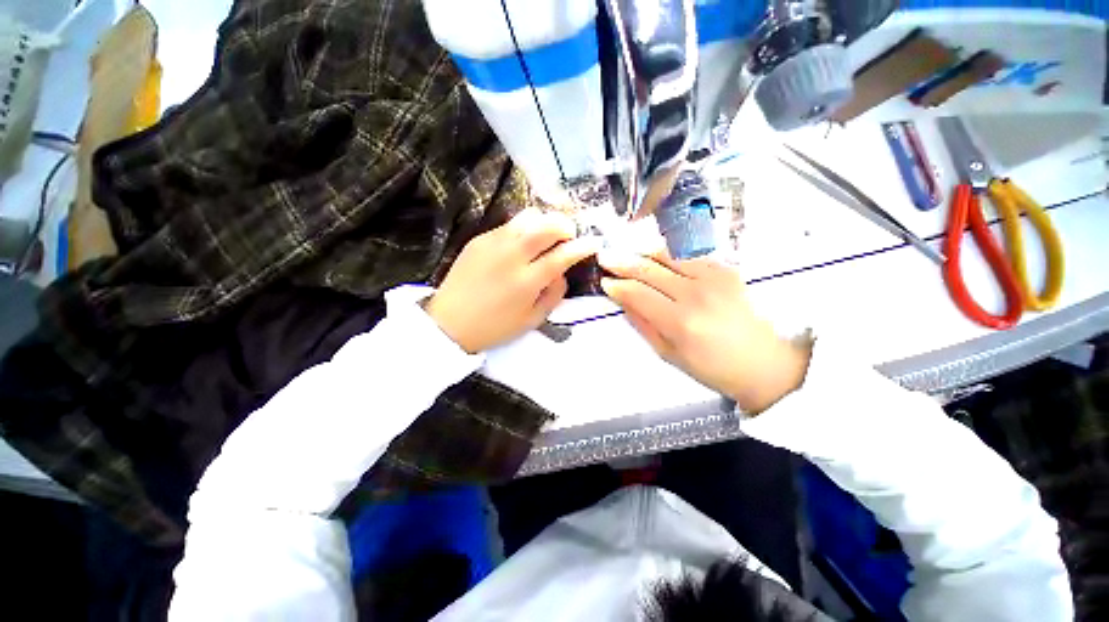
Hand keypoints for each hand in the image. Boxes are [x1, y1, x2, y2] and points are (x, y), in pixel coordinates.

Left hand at [425, 209, 599, 353]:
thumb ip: (554, 294)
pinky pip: (509, 225)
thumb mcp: (532, 320)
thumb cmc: (494, 327)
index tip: (594, 242)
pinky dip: (523, 229)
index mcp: (527, 281)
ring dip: (544, 223)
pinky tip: (520, 245)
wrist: (449, 323)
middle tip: (568, 236)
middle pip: (546, 225)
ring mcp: (493, 243)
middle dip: (565, 225)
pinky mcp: (479, 239)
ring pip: (527, 216)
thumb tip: (562, 273)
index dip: (582, 246)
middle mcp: (511, 256)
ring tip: (546, 237)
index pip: (562, 255)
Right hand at [598, 250, 810, 412]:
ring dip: (643, 252)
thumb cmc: (713, 367)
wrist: (765, 362)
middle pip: (649, 269)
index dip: (617, 286)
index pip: (637, 293)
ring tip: (628, 252)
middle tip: (605, 257)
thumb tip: (623, 301)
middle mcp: (695, 294)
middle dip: (622, 262)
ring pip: (668, 255)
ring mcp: (713, 277)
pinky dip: (669, 252)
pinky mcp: (726, 269)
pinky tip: (657, 254)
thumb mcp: (669, 354)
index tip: (604, 281)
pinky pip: (689, 254)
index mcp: (679, 322)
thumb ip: (643, 324)